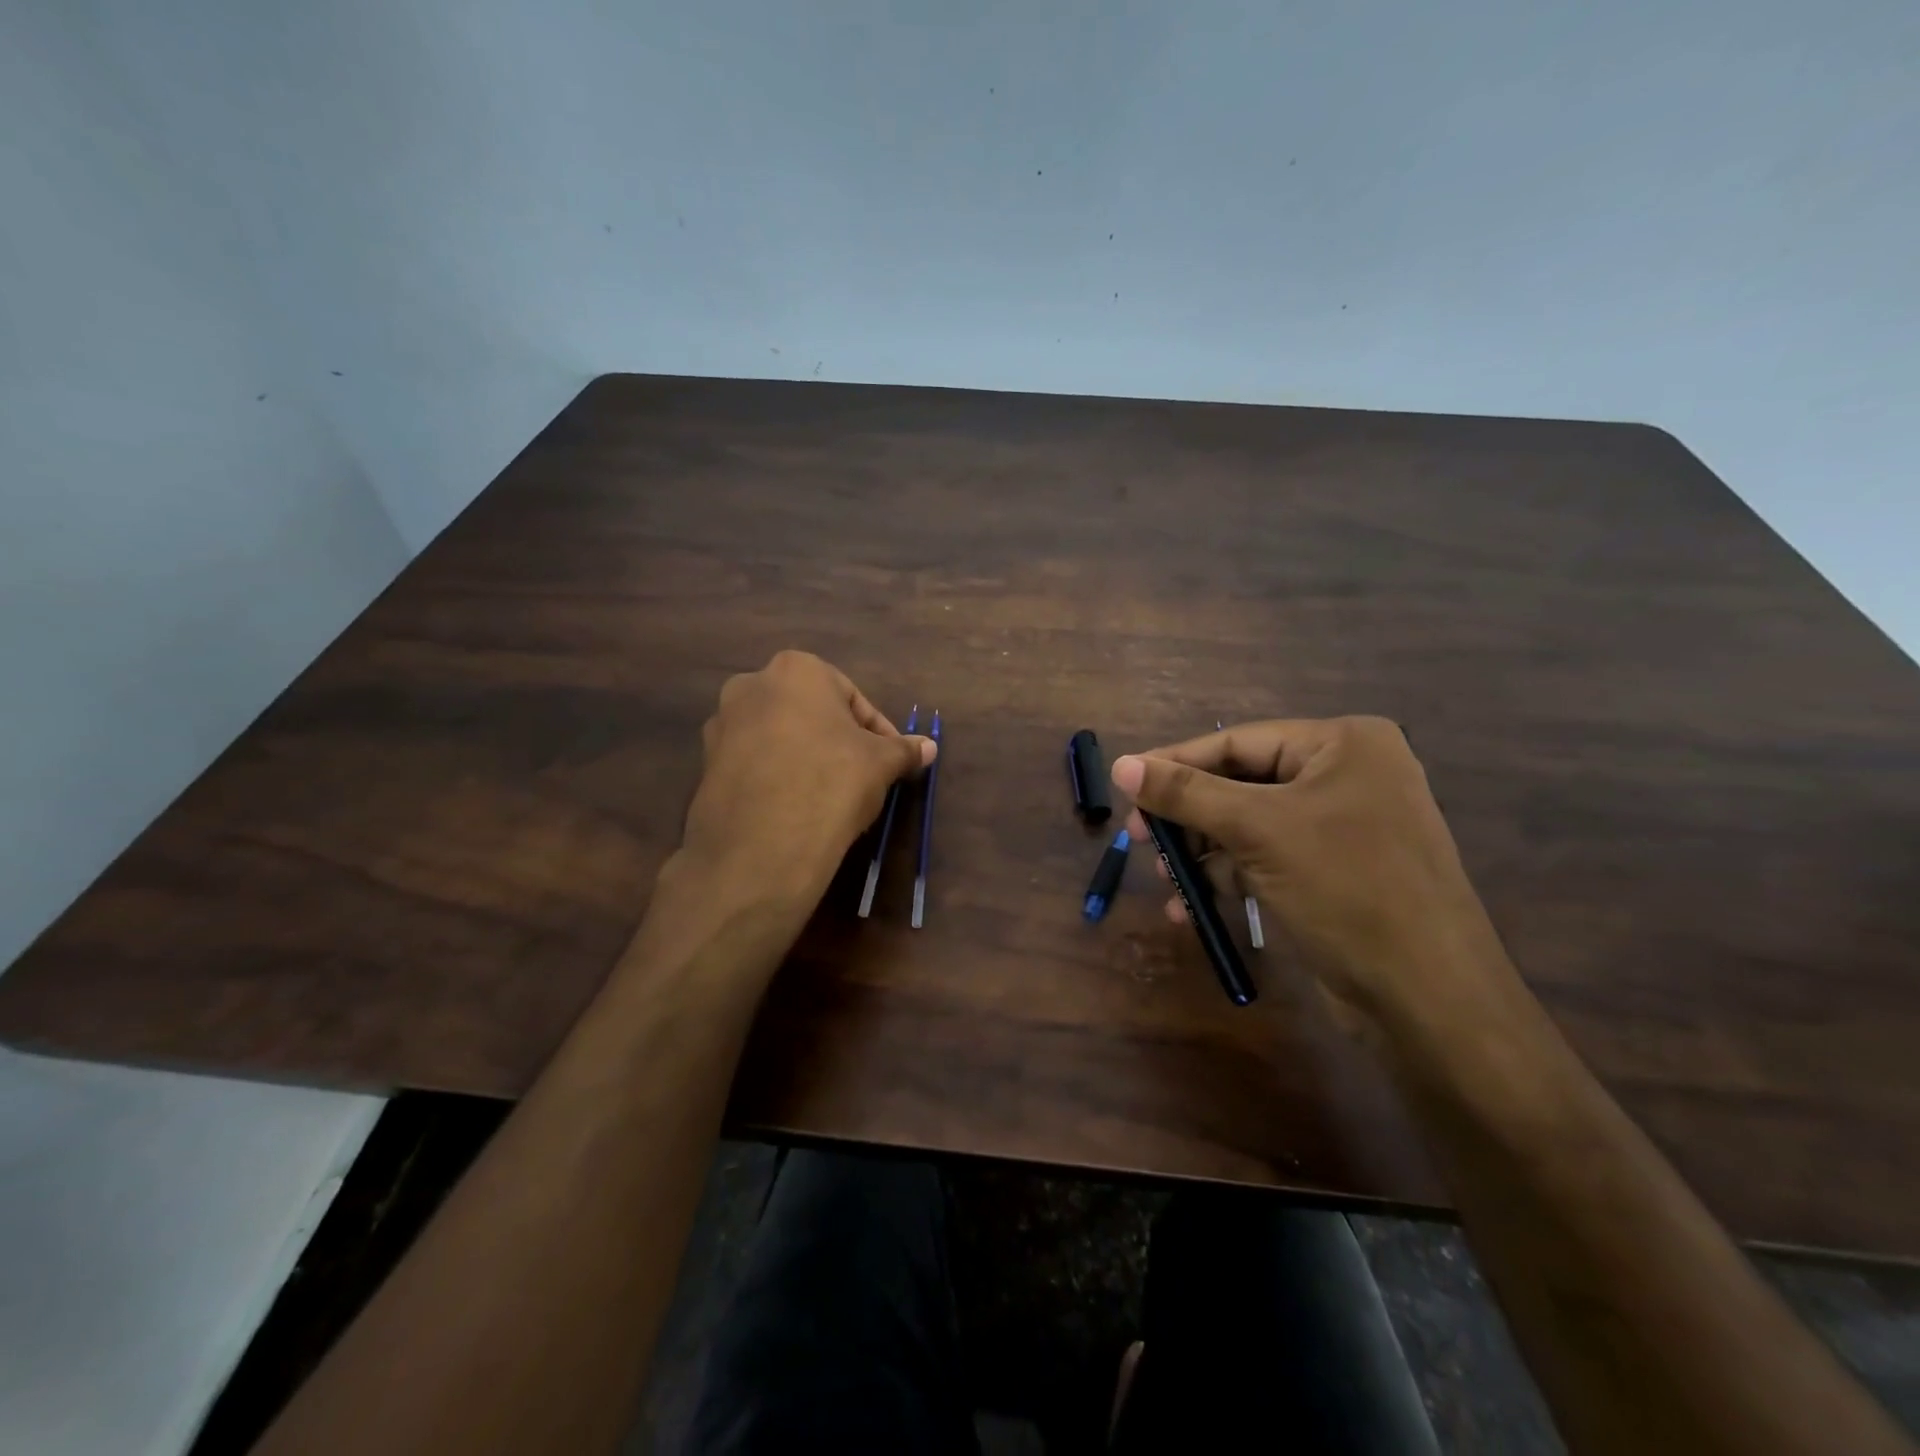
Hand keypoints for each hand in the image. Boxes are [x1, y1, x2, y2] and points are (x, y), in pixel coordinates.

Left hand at [678, 651, 933, 902]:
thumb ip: (904, 750)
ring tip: (830, 796)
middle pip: (812, 713)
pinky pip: (755, 764)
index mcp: (796, 669)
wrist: (761, 846)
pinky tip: (797, 808)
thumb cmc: (831, 782)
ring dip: (807, 758)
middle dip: (838, 741)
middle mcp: (750, 686)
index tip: (891, 762)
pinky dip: (778, 777)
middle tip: (863, 776)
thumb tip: (929, 747)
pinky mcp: (705, 766)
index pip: (852, 698)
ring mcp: (721, 726)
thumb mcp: (881, 764)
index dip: (878, 732)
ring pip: (781, 738)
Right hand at [1112, 717, 1514, 1032]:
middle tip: (1140, 840)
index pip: (1236, 742)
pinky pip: (1266, 858)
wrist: (1430, 998)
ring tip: (1165, 882)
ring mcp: (1344, 824)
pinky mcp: (1336, 869)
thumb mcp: (1257, 831)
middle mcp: (1346, 774)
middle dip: (1188, 818)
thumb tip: (1120, 765)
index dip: (1174, 763)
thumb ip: (1185, 794)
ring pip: (1248, 825)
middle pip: (1240, 784)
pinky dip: (1228, 878)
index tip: (1123, 784)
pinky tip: (1191, 908)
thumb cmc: (1347, 890)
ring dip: (1202, 854)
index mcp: (1342, 744)